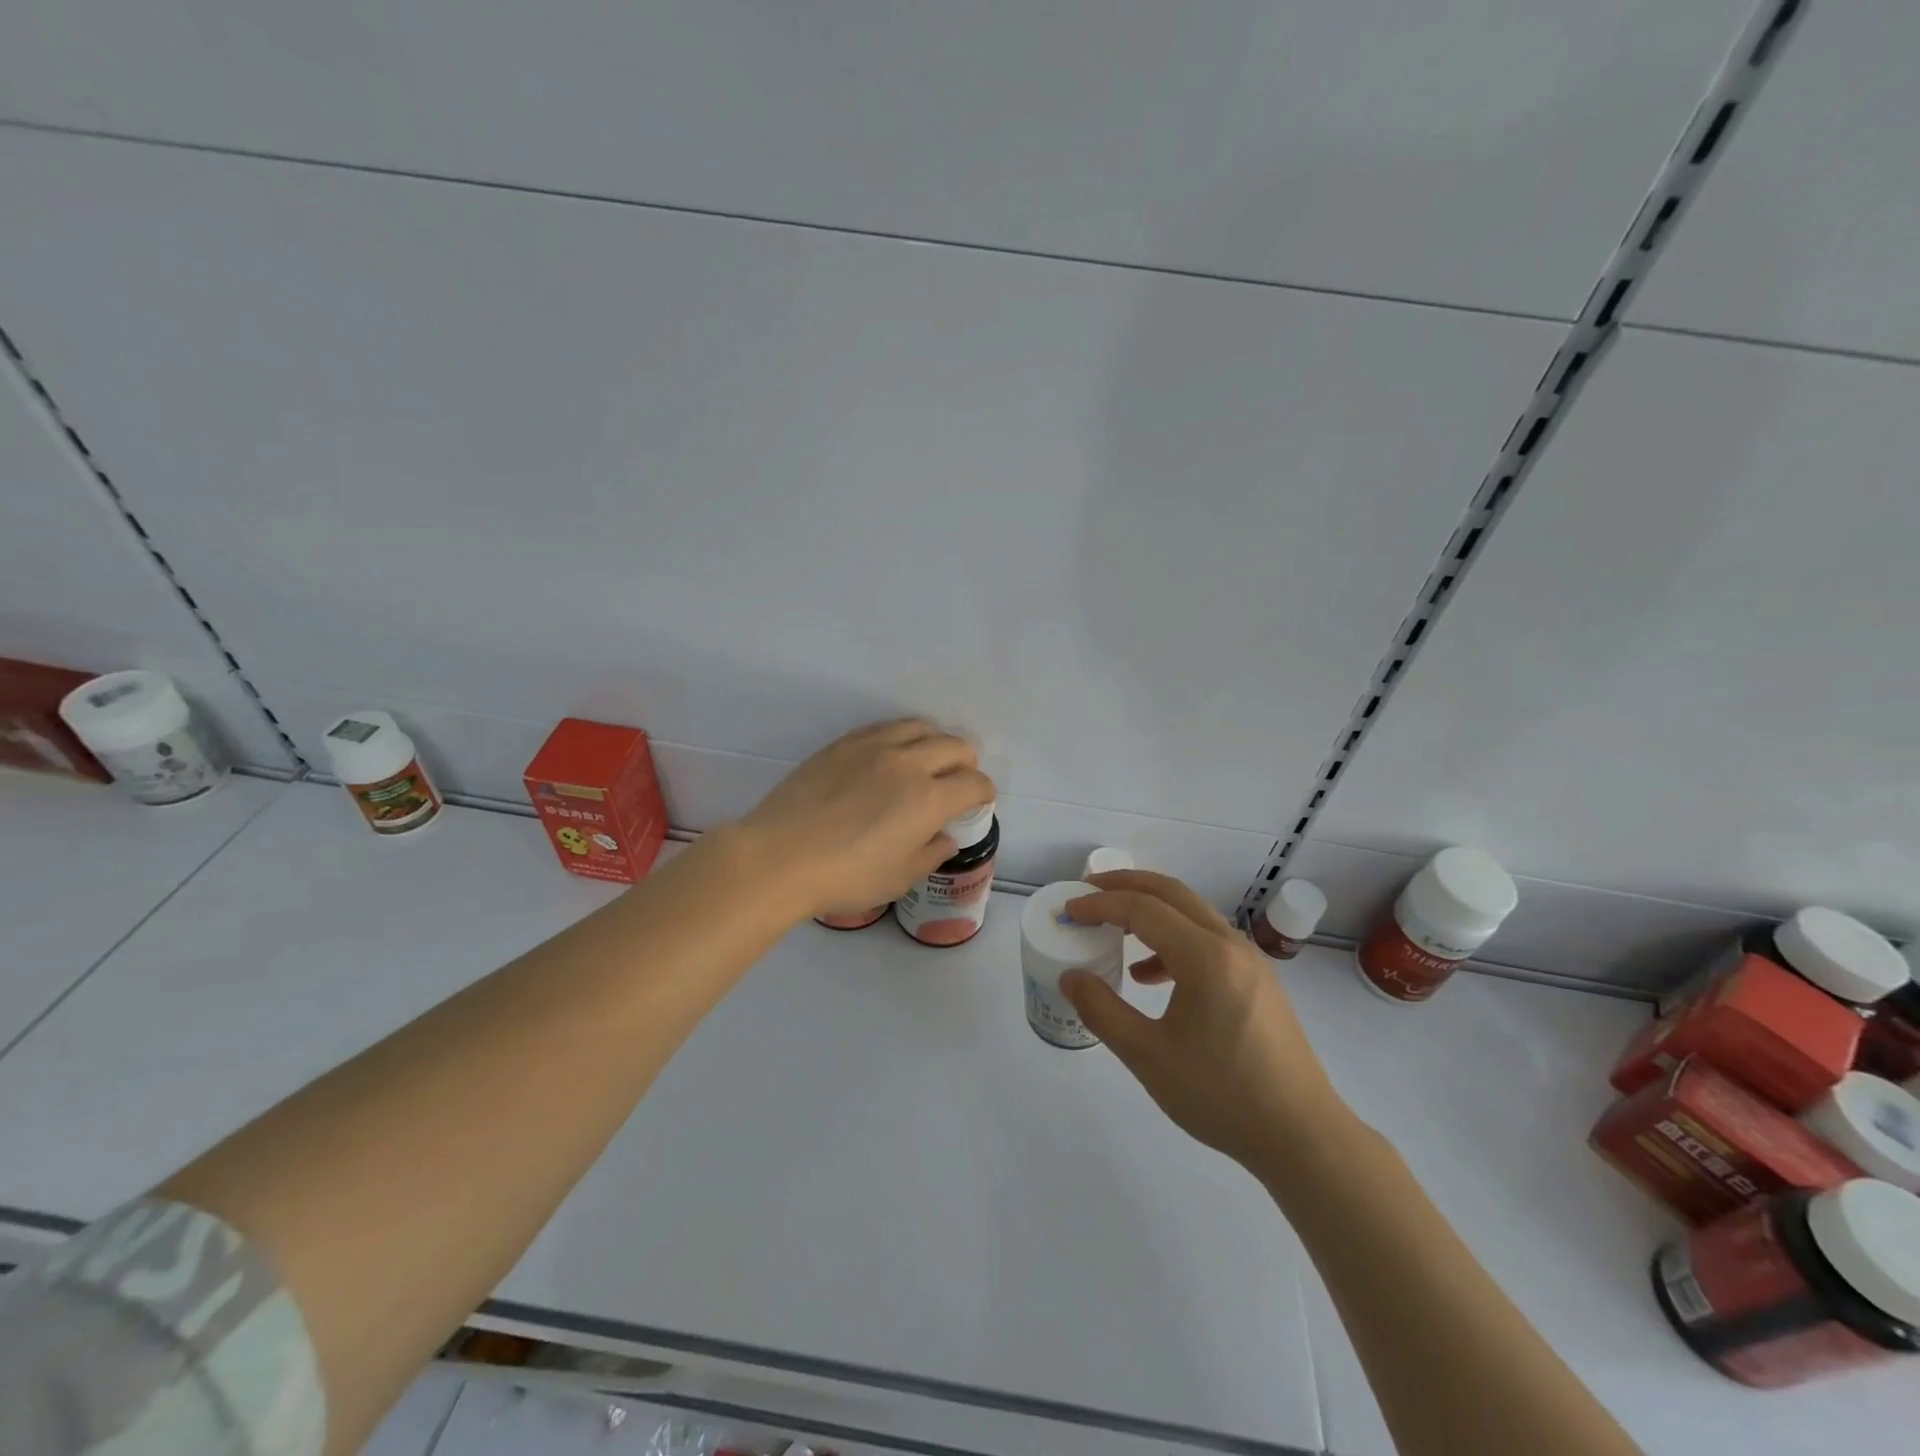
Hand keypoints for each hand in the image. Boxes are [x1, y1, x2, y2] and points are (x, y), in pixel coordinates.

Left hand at [735, 719, 994, 922]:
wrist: (778, 857)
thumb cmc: (844, 877)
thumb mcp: (898, 878)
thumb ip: (930, 854)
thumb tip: (945, 838)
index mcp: (929, 798)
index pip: (975, 783)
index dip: (984, 793)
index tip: (979, 802)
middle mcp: (908, 763)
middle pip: (955, 746)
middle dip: (967, 763)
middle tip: (957, 782)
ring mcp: (874, 746)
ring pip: (921, 727)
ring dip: (935, 742)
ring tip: (927, 761)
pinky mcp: (844, 743)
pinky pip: (885, 727)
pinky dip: (901, 737)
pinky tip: (891, 755)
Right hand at [1061, 871, 1348, 1178]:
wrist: (1303, 1137)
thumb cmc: (1223, 1096)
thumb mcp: (1149, 1057)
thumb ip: (1102, 1011)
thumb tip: (1071, 978)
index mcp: (1205, 956)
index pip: (1142, 909)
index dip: (1100, 904)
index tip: (1068, 910)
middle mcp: (1230, 945)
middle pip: (1171, 893)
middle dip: (1125, 886)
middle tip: (1087, 892)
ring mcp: (1250, 961)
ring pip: (1192, 914)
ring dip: (1150, 911)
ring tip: (1113, 929)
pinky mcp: (1258, 981)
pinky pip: (1207, 941)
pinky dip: (1172, 941)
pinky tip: (1150, 976)